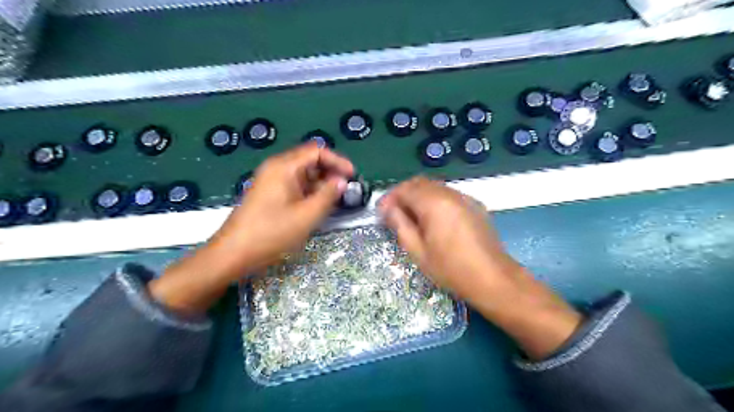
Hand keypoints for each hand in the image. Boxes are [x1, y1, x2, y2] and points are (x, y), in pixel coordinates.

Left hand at [146, 144, 353, 313]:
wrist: (234, 252)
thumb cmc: (271, 232)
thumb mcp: (307, 215)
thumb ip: (328, 195)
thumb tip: (342, 181)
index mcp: (284, 167)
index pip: (316, 151)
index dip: (337, 161)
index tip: (352, 175)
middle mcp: (276, 168)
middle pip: (309, 161)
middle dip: (330, 173)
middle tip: (345, 190)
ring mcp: (271, 180)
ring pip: (302, 174)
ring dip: (320, 184)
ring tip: (334, 200)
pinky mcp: (269, 193)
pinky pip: (294, 185)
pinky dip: (309, 192)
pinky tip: (317, 206)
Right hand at [378, 178, 578, 359]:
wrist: (493, 279)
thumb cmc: (451, 269)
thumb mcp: (417, 251)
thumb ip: (400, 225)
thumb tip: (387, 209)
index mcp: (434, 203)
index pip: (405, 189)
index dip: (390, 198)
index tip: (381, 212)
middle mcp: (450, 193)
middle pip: (420, 183)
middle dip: (403, 194)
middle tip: (394, 213)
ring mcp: (465, 197)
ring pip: (435, 187)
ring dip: (419, 196)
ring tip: (411, 217)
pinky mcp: (475, 205)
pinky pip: (448, 195)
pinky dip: (434, 200)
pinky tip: (433, 219)